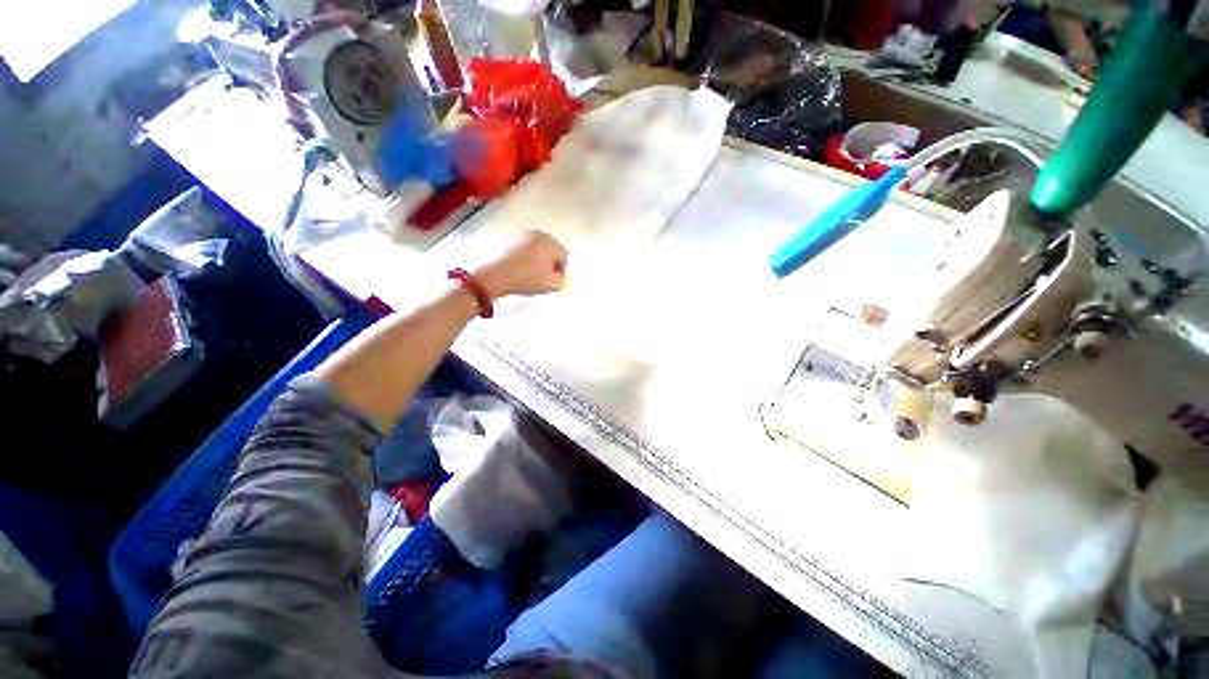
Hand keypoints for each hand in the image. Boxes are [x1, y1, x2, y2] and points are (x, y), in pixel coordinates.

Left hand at [473, 231, 568, 299]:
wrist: (494, 276)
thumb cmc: (525, 279)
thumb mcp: (551, 285)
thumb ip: (563, 280)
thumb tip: (562, 276)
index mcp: (549, 242)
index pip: (565, 256)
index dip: (562, 271)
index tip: (553, 281)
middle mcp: (537, 234)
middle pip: (553, 250)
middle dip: (551, 264)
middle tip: (544, 279)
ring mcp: (523, 235)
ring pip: (539, 250)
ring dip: (539, 262)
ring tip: (532, 275)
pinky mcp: (511, 240)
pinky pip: (527, 249)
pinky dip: (528, 259)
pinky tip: (522, 270)